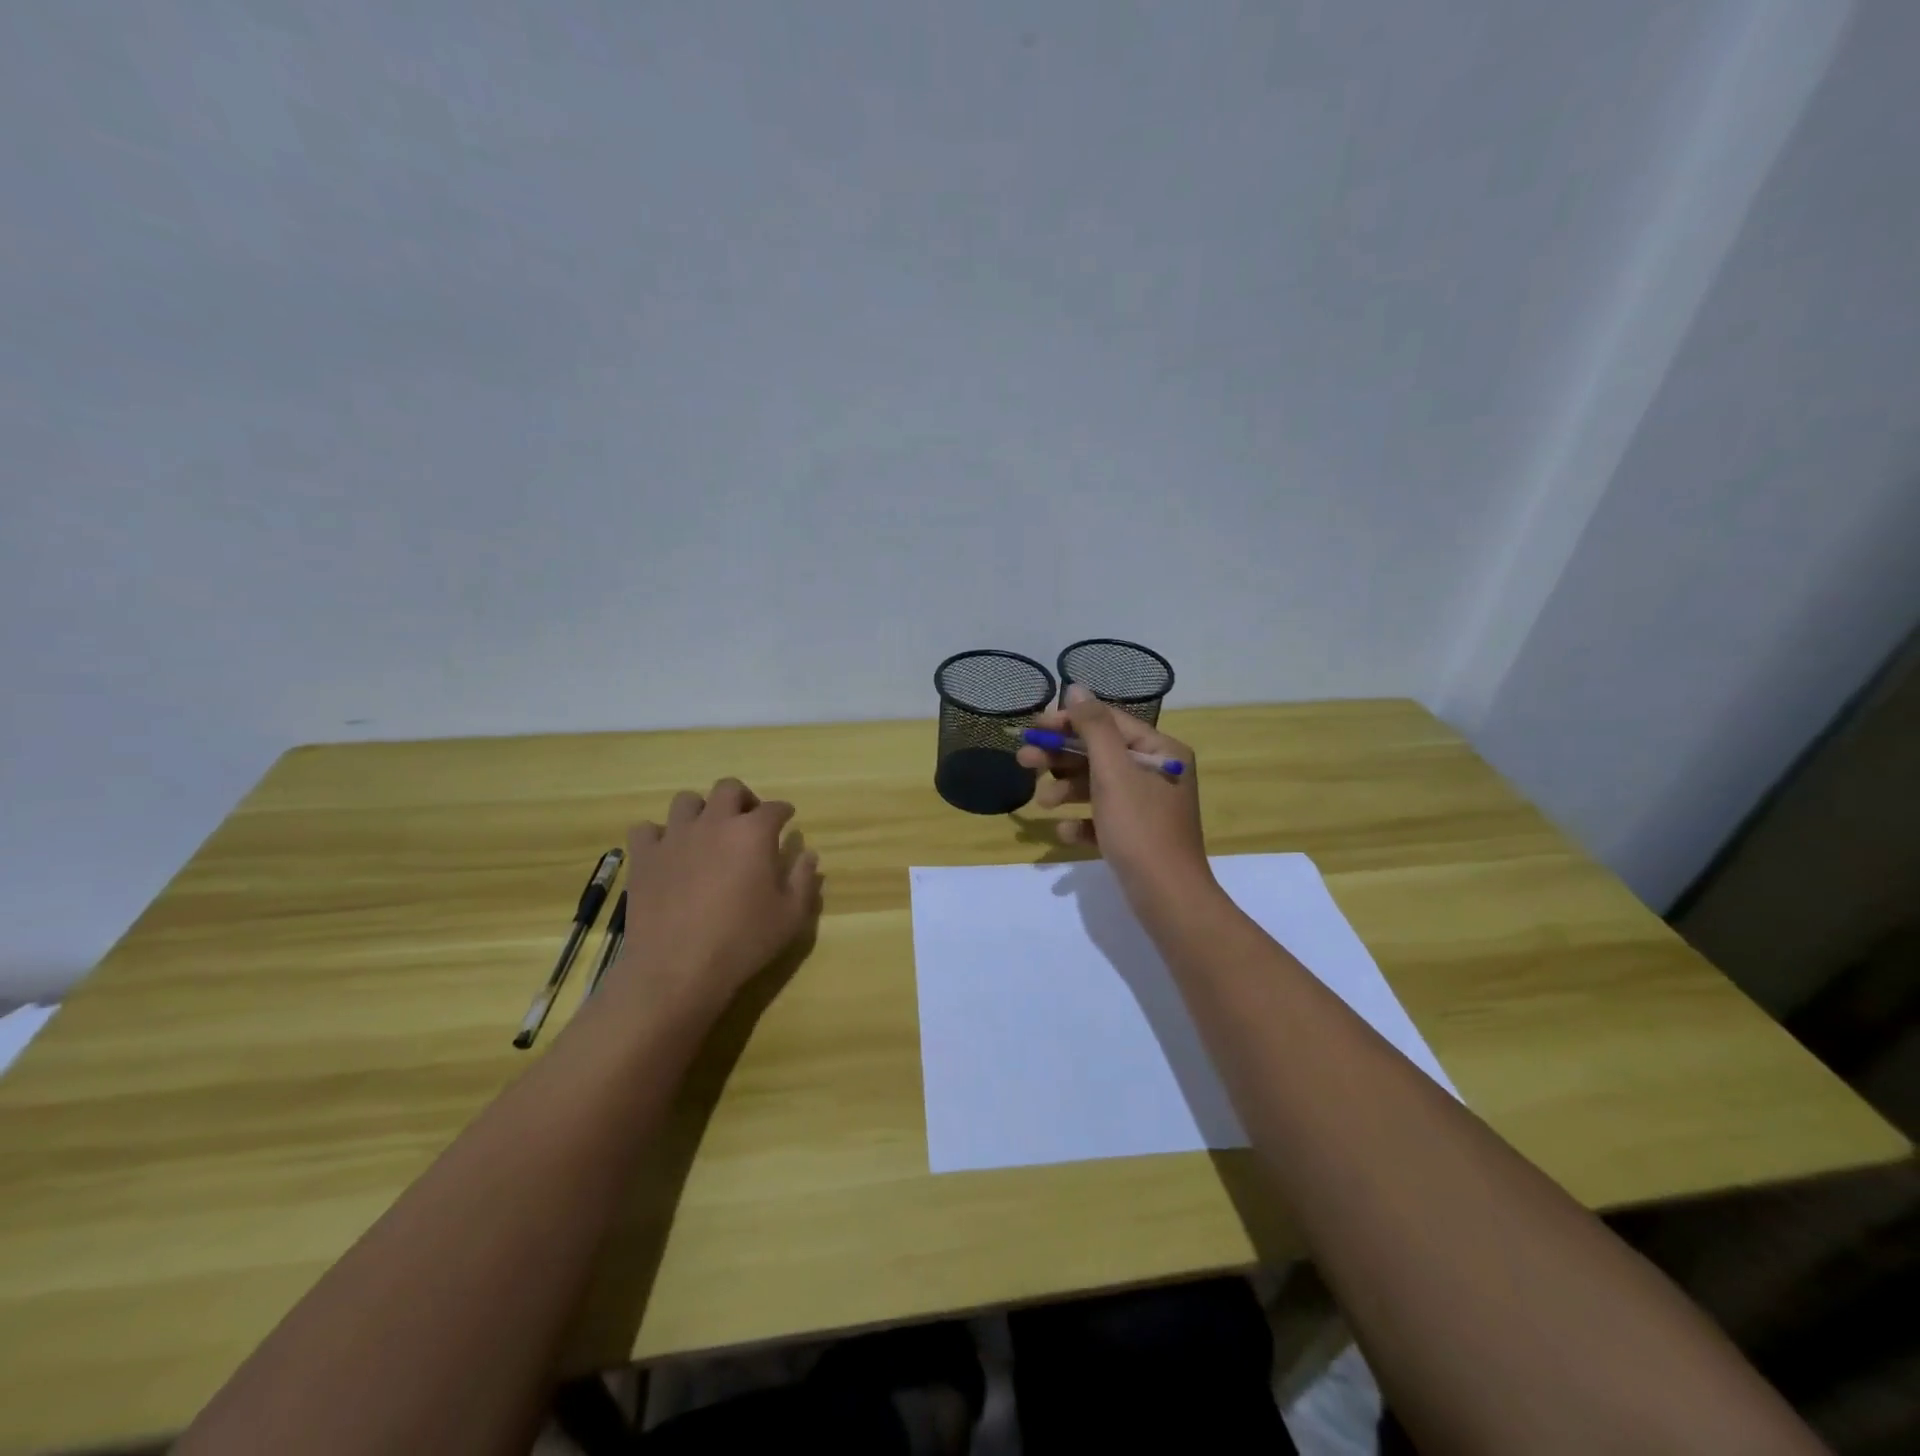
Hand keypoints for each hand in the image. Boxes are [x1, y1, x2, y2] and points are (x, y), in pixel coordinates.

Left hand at [611, 778, 821, 1014]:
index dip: (783, 812)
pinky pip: (646, 829)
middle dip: (743, 799)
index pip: (774, 808)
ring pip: (686, 801)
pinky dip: (658, 836)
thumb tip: (808, 854)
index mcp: (753, 833)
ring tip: (706, 834)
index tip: (786, 820)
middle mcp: (714, 823)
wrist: (677, 969)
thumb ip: (803, 879)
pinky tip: (668, 853)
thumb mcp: (790, 916)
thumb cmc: (742, 942)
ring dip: (701, 811)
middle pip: (729, 788)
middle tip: (747, 822)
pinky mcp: (644, 857)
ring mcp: (674, 837)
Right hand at [1016, 686, 1213, 911]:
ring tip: (1042, 803)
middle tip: (1023, 760)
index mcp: (1160, 751)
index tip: (1034, 727)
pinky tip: (1067, 833)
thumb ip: (1093, 727)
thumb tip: (1076, 688)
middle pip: (1100, 753)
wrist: (1167, 897)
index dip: (1069, 721)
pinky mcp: (1137, 835)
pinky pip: (1104, 818)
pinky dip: (1084, 822)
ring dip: (1067, 789)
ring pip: (1099, 786)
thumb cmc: (1139, 827)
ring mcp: (1148, 806)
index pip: (1109, 722)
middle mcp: (1157, 773)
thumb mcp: (1113, 771)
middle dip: (1061, 757)